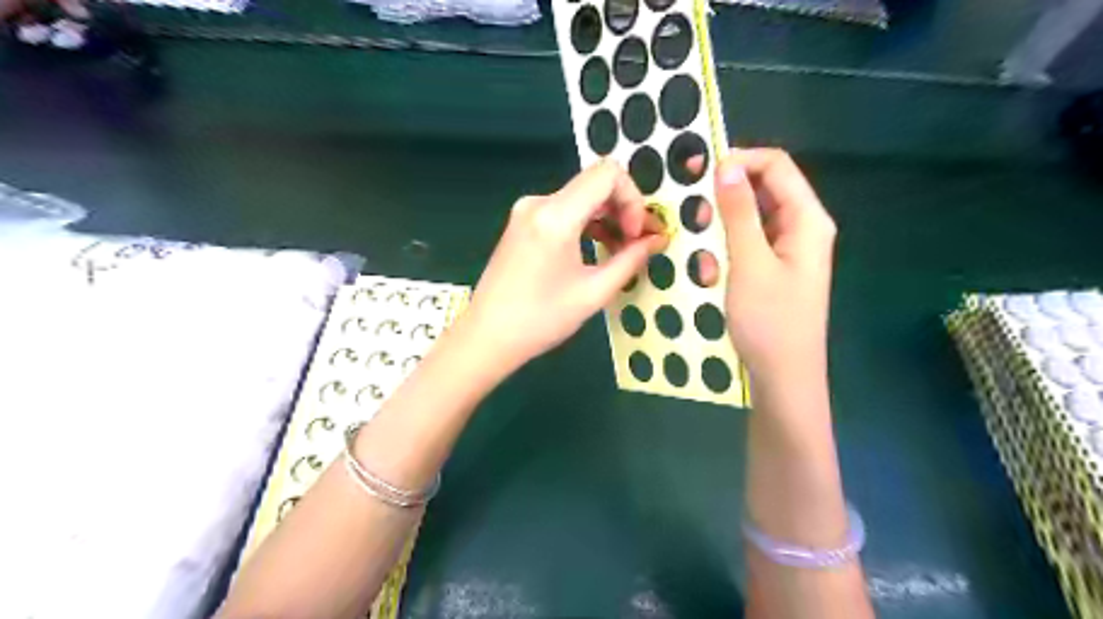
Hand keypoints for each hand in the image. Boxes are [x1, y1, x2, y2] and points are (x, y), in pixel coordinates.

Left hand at [463, 156, 668, 372]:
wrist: (487, 336)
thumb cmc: (541, 320)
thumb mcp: (594, 292)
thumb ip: (630, 260)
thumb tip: (657, 240)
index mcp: (555, 216)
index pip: (608, 174)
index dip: (633, 199)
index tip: (637, 234)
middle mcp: (539, 202)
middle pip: (595, 183)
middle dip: (625, 209)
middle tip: (641, 242)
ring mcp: (527, 211)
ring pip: (581, 197)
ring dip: (607, 217)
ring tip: (623, 250)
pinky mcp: (523, 222)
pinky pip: (564, 210)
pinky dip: (587, 223)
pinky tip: (599, 248)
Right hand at [693, 148, 831, 380]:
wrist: (783, 379)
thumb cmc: (770, 322)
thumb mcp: (750, 264)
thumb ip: (739, 212)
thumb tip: (726, 165)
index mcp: (807, 219)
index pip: (776, 165)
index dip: (738, 160)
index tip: (697, 172)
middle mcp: (801, 227)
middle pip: (763, 189)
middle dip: (724, 198)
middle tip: (691, 216)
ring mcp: (787, 249)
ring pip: (750, 218)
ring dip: (720, 230)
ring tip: (703, 256)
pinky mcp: (773, 268)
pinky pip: (747, 244)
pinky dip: (725, 251)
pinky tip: (711, 274)